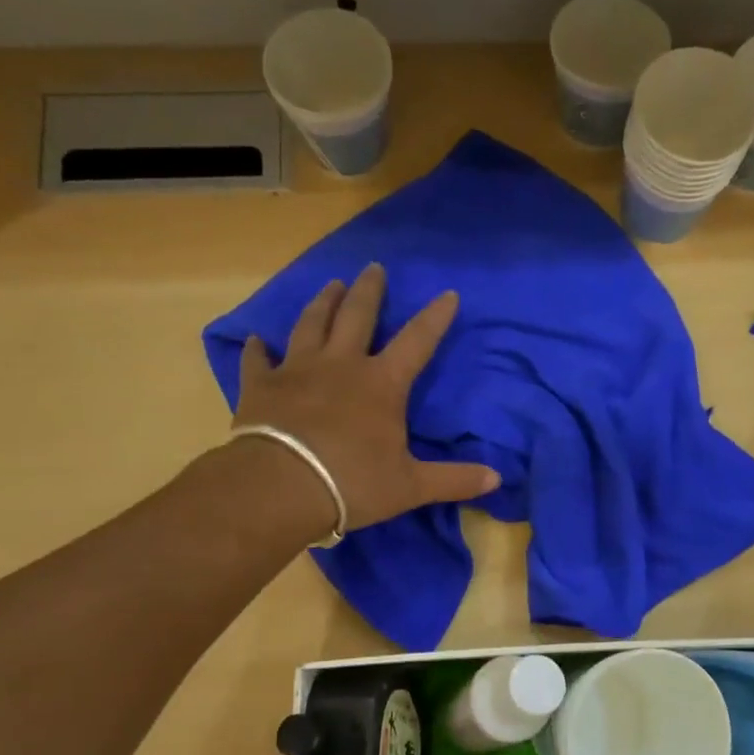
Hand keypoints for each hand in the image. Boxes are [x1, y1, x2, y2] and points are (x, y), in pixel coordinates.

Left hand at [235, 264, 499, 531]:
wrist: (281, 487)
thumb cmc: (352, 483)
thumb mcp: (411, 486)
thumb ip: (454, 480)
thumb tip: (497, 479)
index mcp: (382, 383)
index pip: (417, 341)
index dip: (435, 318)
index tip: (448, 293)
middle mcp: (341, 364)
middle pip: (357, 316)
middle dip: (369, 290)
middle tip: (373, 267)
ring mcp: (297, 370)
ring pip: (311, 324)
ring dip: (323, 303)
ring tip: (331, 284)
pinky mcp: (262, 386)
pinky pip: (259, 360)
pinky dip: (258, 349)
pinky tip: (256, 339)